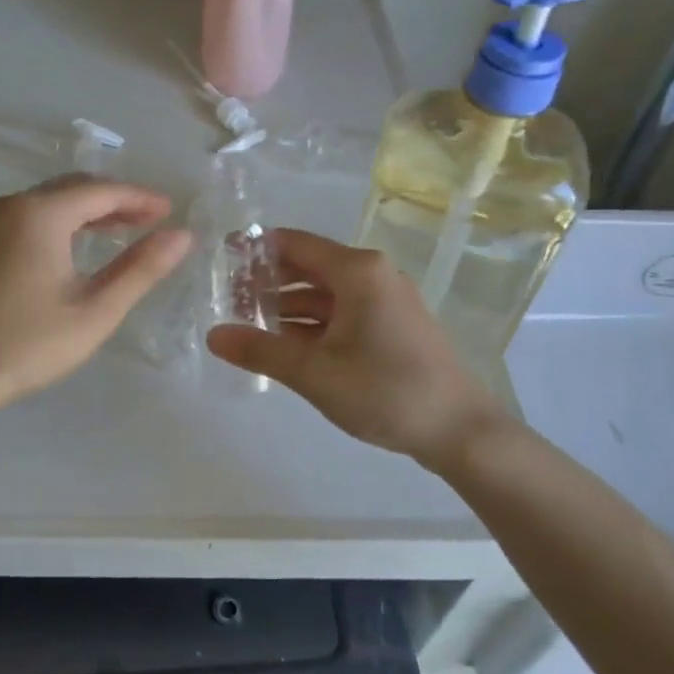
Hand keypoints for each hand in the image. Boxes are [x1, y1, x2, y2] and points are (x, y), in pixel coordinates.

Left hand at [0, 176, 191, 414]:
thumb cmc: (27, 344)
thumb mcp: (95, 310)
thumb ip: (140, 269)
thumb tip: (182, 236)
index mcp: (40, 213)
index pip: (102, 191)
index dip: (141, 199)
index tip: (171, 211)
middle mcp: (12, 205)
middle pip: (74, 189)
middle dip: (116, 200)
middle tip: (152, 219)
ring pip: (50, 202)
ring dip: (89, 211)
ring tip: (124, 230)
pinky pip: (29, 217)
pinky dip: (61, 222)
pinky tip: (76, 245)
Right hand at [206, 229, 510, 468]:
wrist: (460, 429)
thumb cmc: (386, 391)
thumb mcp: (314, 373)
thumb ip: (261, 350)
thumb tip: (213, 335)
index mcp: (358, 271)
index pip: (294, 244)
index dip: (256, 249)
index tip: (221, 259)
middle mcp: (373, 276)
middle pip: (309, 267)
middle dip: (268, 282)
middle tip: (227, 299)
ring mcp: (386, 301)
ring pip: (325, 294)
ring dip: (288, 307)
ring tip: (248, 325)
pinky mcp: (392, 326)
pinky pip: (342, 313)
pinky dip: (312, 324)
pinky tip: (286, 344)